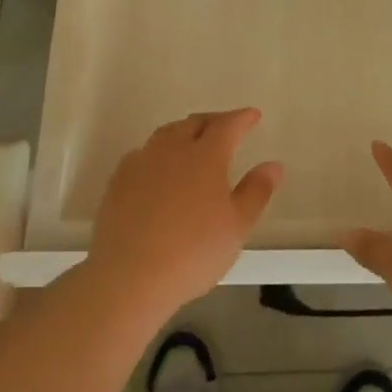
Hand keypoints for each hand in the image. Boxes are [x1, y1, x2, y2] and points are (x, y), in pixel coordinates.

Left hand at [87, 108, 282, 320]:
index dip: (242, 118)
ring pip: (166, 134)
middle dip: (213, 121)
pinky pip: (143, 153)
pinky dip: (158, 152)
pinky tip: (159, 167)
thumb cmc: (193, 252)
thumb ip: (257, 191)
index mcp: (206, 156)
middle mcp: (172, 149)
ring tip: (192, 142)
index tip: (253, 115)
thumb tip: (274, 165)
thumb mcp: (237, 226)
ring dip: (184, 131)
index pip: (227, 125)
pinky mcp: (118, 181)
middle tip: (225, 127)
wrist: (128, 277)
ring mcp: (141, 163)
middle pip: (194, 123)